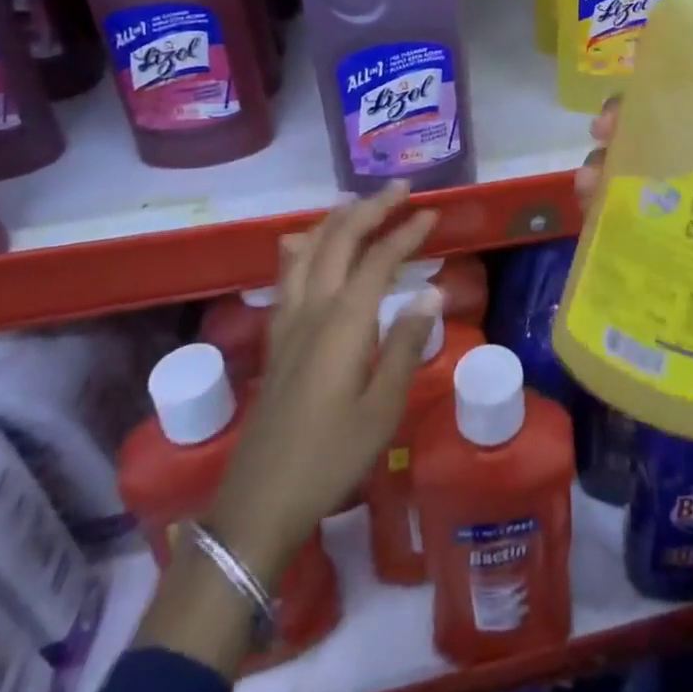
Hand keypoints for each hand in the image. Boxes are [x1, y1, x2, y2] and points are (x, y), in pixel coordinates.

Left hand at [138, 183, 442, 674]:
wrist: (259, 502)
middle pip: (339, 239)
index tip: (432, 213)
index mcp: (343, 322)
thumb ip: (407, 345)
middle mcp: (312, 308)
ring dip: (337, 220)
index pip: (379, 259)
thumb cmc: (331, 457)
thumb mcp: (383, 408)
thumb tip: (433, 294)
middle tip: (401, 189)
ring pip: (309, 249)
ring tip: (361, 204)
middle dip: (371, 208)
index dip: (407, 232)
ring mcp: (287, 320)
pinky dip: (304, 246)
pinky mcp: (275, 337)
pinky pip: (288, 274)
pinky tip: (304, 244)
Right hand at [574, 99, 692, 439]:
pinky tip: (591, 225)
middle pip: (657, 145)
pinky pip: (630, 236)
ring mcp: (686, 226)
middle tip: (603, 140)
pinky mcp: (670, 266)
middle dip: (622, 133)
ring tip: (590, 186)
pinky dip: (604, 224)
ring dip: (604, 176)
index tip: (636, 106)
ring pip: (635, 187)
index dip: (665, 102)